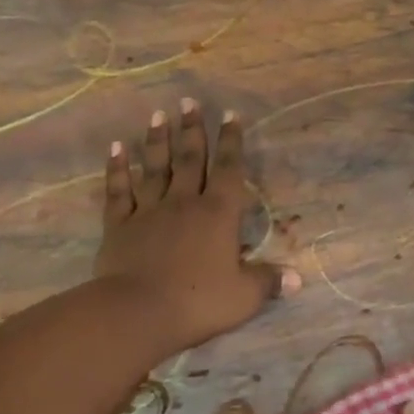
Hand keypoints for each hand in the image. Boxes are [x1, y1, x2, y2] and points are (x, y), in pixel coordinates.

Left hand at [95, 98, 298, 352]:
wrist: (139, 311)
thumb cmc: (198, 302)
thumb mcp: (243, 297)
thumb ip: (267, 282)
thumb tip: (297, 280)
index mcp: (218, 214)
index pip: (229, 170)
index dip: (231, 142)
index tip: (230, 114)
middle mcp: (184, 203)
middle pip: (190, 159)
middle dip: (192, 129)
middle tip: (189, 101)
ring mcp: (149, 211)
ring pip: (155, 168)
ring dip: (157, 140)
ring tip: (159, 115)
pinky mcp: (119, 225)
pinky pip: (119, 190)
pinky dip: (117, 168)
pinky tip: (116, 148)